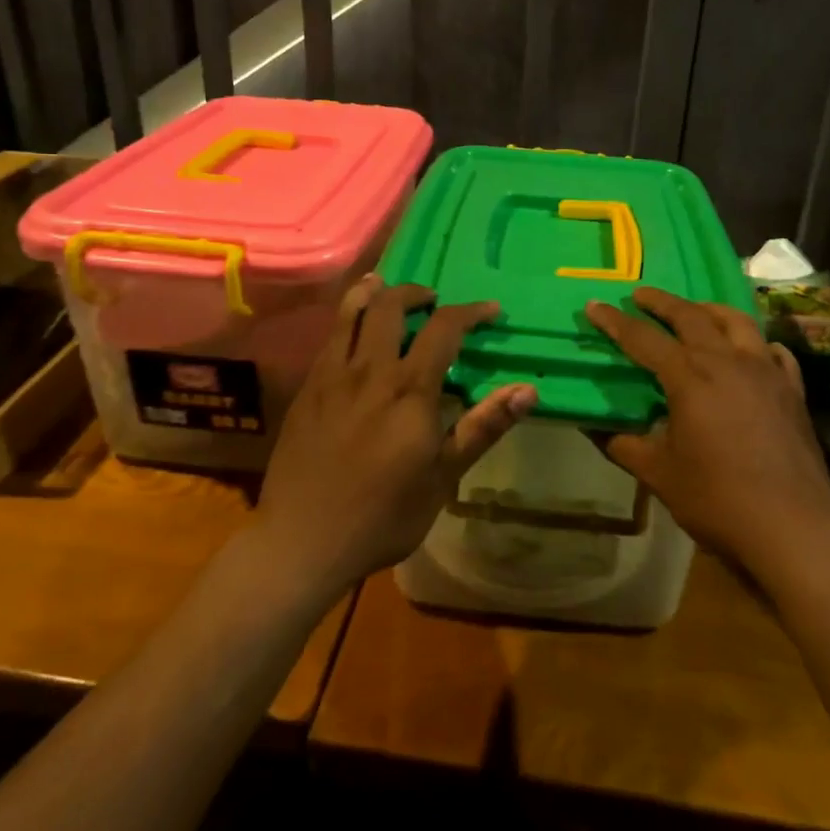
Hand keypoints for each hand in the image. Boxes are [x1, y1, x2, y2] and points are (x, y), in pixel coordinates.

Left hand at [255, 277, 535, 595]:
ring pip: (350, 312)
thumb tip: (527, 390)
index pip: (443, 329)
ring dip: (374, 292)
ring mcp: (331, 376)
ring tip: (388, 289)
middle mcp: (369, 370)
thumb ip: (482, 427)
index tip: (490, 310)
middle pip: (390, 305)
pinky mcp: (306, 389)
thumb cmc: (382, 516)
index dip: (470, 312)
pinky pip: (330, 338)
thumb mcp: (442, 478)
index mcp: (408, 390)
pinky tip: (355, 333)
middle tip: (434, 300)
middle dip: (417, 292)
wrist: (302, 541)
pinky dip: (347, 318)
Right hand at [587, 288, 829, 576]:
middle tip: (641, 295)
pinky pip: (773, 351)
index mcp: (690, 378)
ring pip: (737, 322)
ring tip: (694, 310)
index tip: (594, 306)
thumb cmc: (718, 499)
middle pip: (691, 317)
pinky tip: (751, 350)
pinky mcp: (792, 391)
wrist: (793, 528)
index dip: (615, 322)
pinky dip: (755, 342)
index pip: (644, 339)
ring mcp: (766, 372)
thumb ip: (625, 445)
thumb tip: (596, 428)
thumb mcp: (659, 475)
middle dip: (662, 302)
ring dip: (709, 310)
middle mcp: (728, 362)